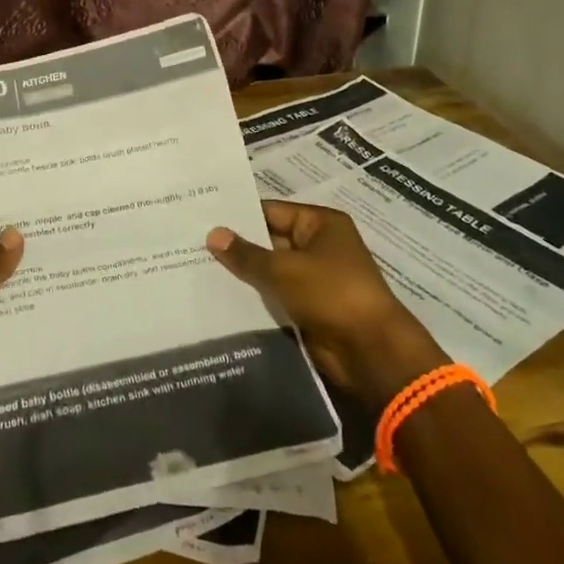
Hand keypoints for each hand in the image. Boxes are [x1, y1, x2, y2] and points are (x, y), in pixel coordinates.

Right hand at [206, 201, 445, 402]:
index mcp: (320, 224)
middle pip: (270, 240)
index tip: (202, 218)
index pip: (271, 211)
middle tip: (192, 244)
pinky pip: (275, 296)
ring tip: (197, 268)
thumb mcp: (284, 269)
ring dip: (243, 274)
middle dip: (237, 246)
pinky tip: (220, 297)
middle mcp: (318, 246)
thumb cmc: (331, 294)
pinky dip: (254, 297)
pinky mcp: (309, 308)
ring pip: (270, 271)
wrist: (371, 352)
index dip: (238, 215)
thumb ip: (246, 254)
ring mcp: (314, 279)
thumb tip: (212, 233)